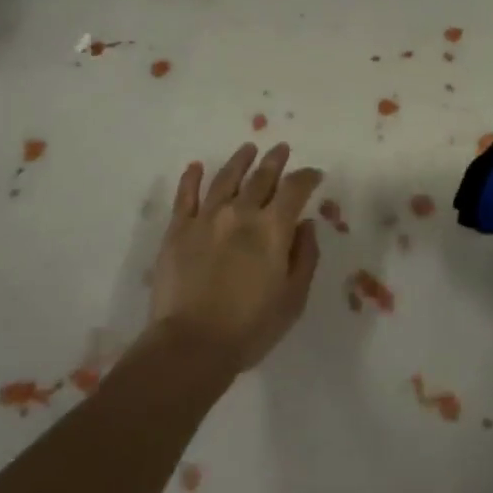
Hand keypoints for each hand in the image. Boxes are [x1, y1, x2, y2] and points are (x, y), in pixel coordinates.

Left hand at [148, 143, 322, 373]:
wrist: (191, 345)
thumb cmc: (250, 328)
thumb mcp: (293, 299)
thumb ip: (305, 257)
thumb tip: (306, 225)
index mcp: (273, 228)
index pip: (295, 189)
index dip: (307, 177)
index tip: (314, 174)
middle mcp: (241, 212)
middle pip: (261, 176)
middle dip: (275, 160)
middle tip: (282, 148)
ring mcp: (206, 217)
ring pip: (226, 178)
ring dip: (240, 161)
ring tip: (248, 149)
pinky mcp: (178, 229)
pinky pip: (186, 195)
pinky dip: (192, 178)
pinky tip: (196, 167)